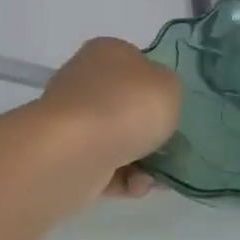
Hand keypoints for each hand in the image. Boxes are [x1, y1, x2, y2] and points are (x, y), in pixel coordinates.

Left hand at [41, 37, 181, 198]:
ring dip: (143, 160)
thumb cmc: (128, 106)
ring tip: (157, 178)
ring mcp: (72, 121)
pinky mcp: (66, 156)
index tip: (173, 110)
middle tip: (173, 147)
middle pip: (127, 105)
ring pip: (118, 140)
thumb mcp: (170, 85)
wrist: (75, 152)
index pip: (137, 64)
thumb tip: (153, 101)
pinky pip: (105, 167)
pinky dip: (124, 179)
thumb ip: (168, 89)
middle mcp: (85, 81)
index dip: (158, 87)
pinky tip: (137, 186)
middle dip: (151, 131)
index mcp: (108, 53)